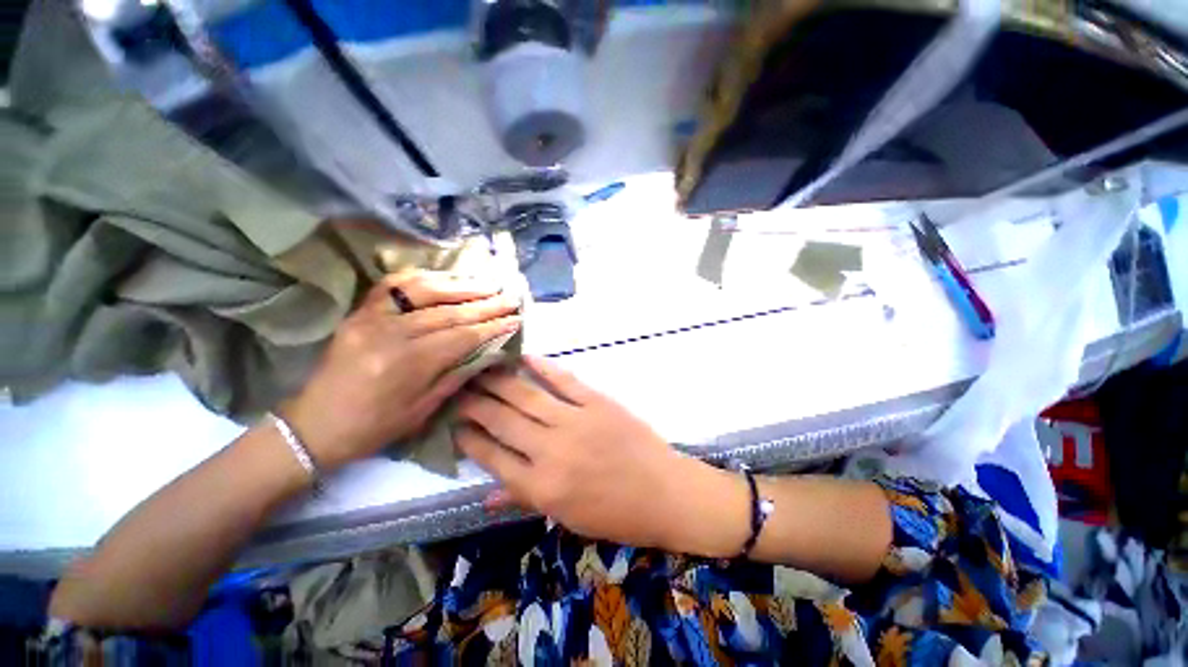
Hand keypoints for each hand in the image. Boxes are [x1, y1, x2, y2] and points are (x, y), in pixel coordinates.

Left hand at [284, 271, 521, 471]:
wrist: (314, 425)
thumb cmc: (373, 427)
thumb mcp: (423, 410)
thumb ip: (458, 375)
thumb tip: (490, 351)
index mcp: (407, 364)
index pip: (462, 336)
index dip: (493, 326)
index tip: (516, 318)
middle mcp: (390, 334)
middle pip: (449, 312)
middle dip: (486, 304)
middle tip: (510, 297)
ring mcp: (371, 318)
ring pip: (424, 291)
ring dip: (461, 285)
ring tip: (487, 283)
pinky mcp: (359, 312)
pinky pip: (393, 285)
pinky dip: (423, 277)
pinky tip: (446, 277)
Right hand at [455, 356, 698, 548]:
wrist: (664, 492)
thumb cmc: (616, 514)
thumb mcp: (567, 518)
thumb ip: (526, 500)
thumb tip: (487, 494)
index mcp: (542, 487)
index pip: (493, 458)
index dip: (469, 439)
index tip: (454, 424)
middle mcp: (551, 451)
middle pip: (503, 422)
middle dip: (475, 404)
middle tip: (457, 389)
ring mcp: (575, 422)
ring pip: (527, 397)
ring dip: (499, 382)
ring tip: (479, 370)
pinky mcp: (597, 402)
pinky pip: (564, 381)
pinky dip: (543, 368)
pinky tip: (525, 358)